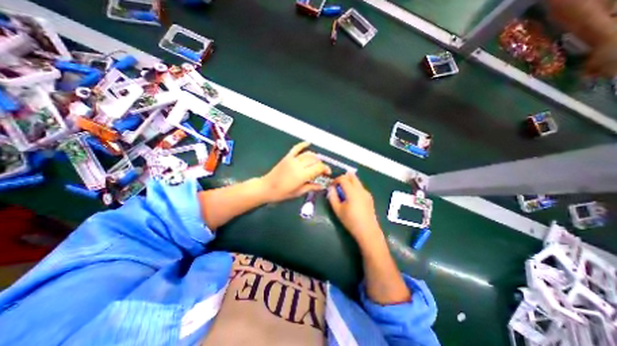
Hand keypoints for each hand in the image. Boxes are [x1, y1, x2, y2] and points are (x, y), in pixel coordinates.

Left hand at [260, 142, 332, 203]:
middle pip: (315, 160)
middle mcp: (298, 165)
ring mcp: (292, 159)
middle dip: (321, 164)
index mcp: (302, 175)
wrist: (266, 187)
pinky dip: (303, 144)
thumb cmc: (282, 193)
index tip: (327, 173)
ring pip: (308, 154)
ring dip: (315, 157)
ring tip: (317, 163)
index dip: (325, 169)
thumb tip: (322, 186)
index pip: (318, 167)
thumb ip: (311, 187)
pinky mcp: (287, 157)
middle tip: (322, 170)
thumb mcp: (298, 192)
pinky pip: (296, 148)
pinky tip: (308, 142)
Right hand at [327, 174, 380, 247]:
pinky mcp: (369, 197)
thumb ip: (332, 197)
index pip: (343, 178)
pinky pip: (360, 187)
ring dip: (349, 182)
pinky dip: (354, 187)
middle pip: (352, 176)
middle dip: (343, 178)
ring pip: (357, 181)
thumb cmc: (351, 221)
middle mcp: (361, 189)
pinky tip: (351, 197)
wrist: (368, 231)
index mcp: (352, 191)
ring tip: (343, 192)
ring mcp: (366, 193)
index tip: (331, 186)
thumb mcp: (338, 210)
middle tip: (337, 185)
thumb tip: (331, 188)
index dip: (335, 180)